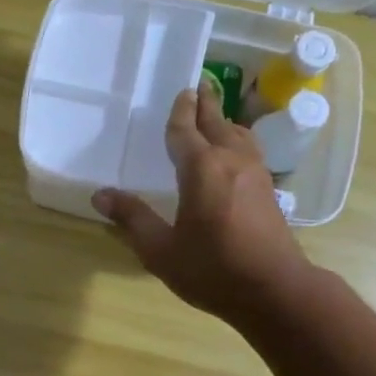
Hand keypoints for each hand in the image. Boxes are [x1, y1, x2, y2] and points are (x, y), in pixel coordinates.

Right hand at [93, 82, 313, 326]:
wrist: (274, 290)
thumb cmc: (212, 270)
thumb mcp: (161, 250)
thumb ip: (132, 219)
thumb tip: (101, 195)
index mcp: (201, 169)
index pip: (186, 130)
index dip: (180, 112)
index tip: (181, 90)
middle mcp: (231, 161)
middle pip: (217, 123)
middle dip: (207, 104)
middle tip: (200, 85)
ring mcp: (256, 174)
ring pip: (239, 135)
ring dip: (225, 121)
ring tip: (216, 116)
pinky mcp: (269, 190)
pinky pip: (250, 150)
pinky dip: (238, 140)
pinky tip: (235, 153)